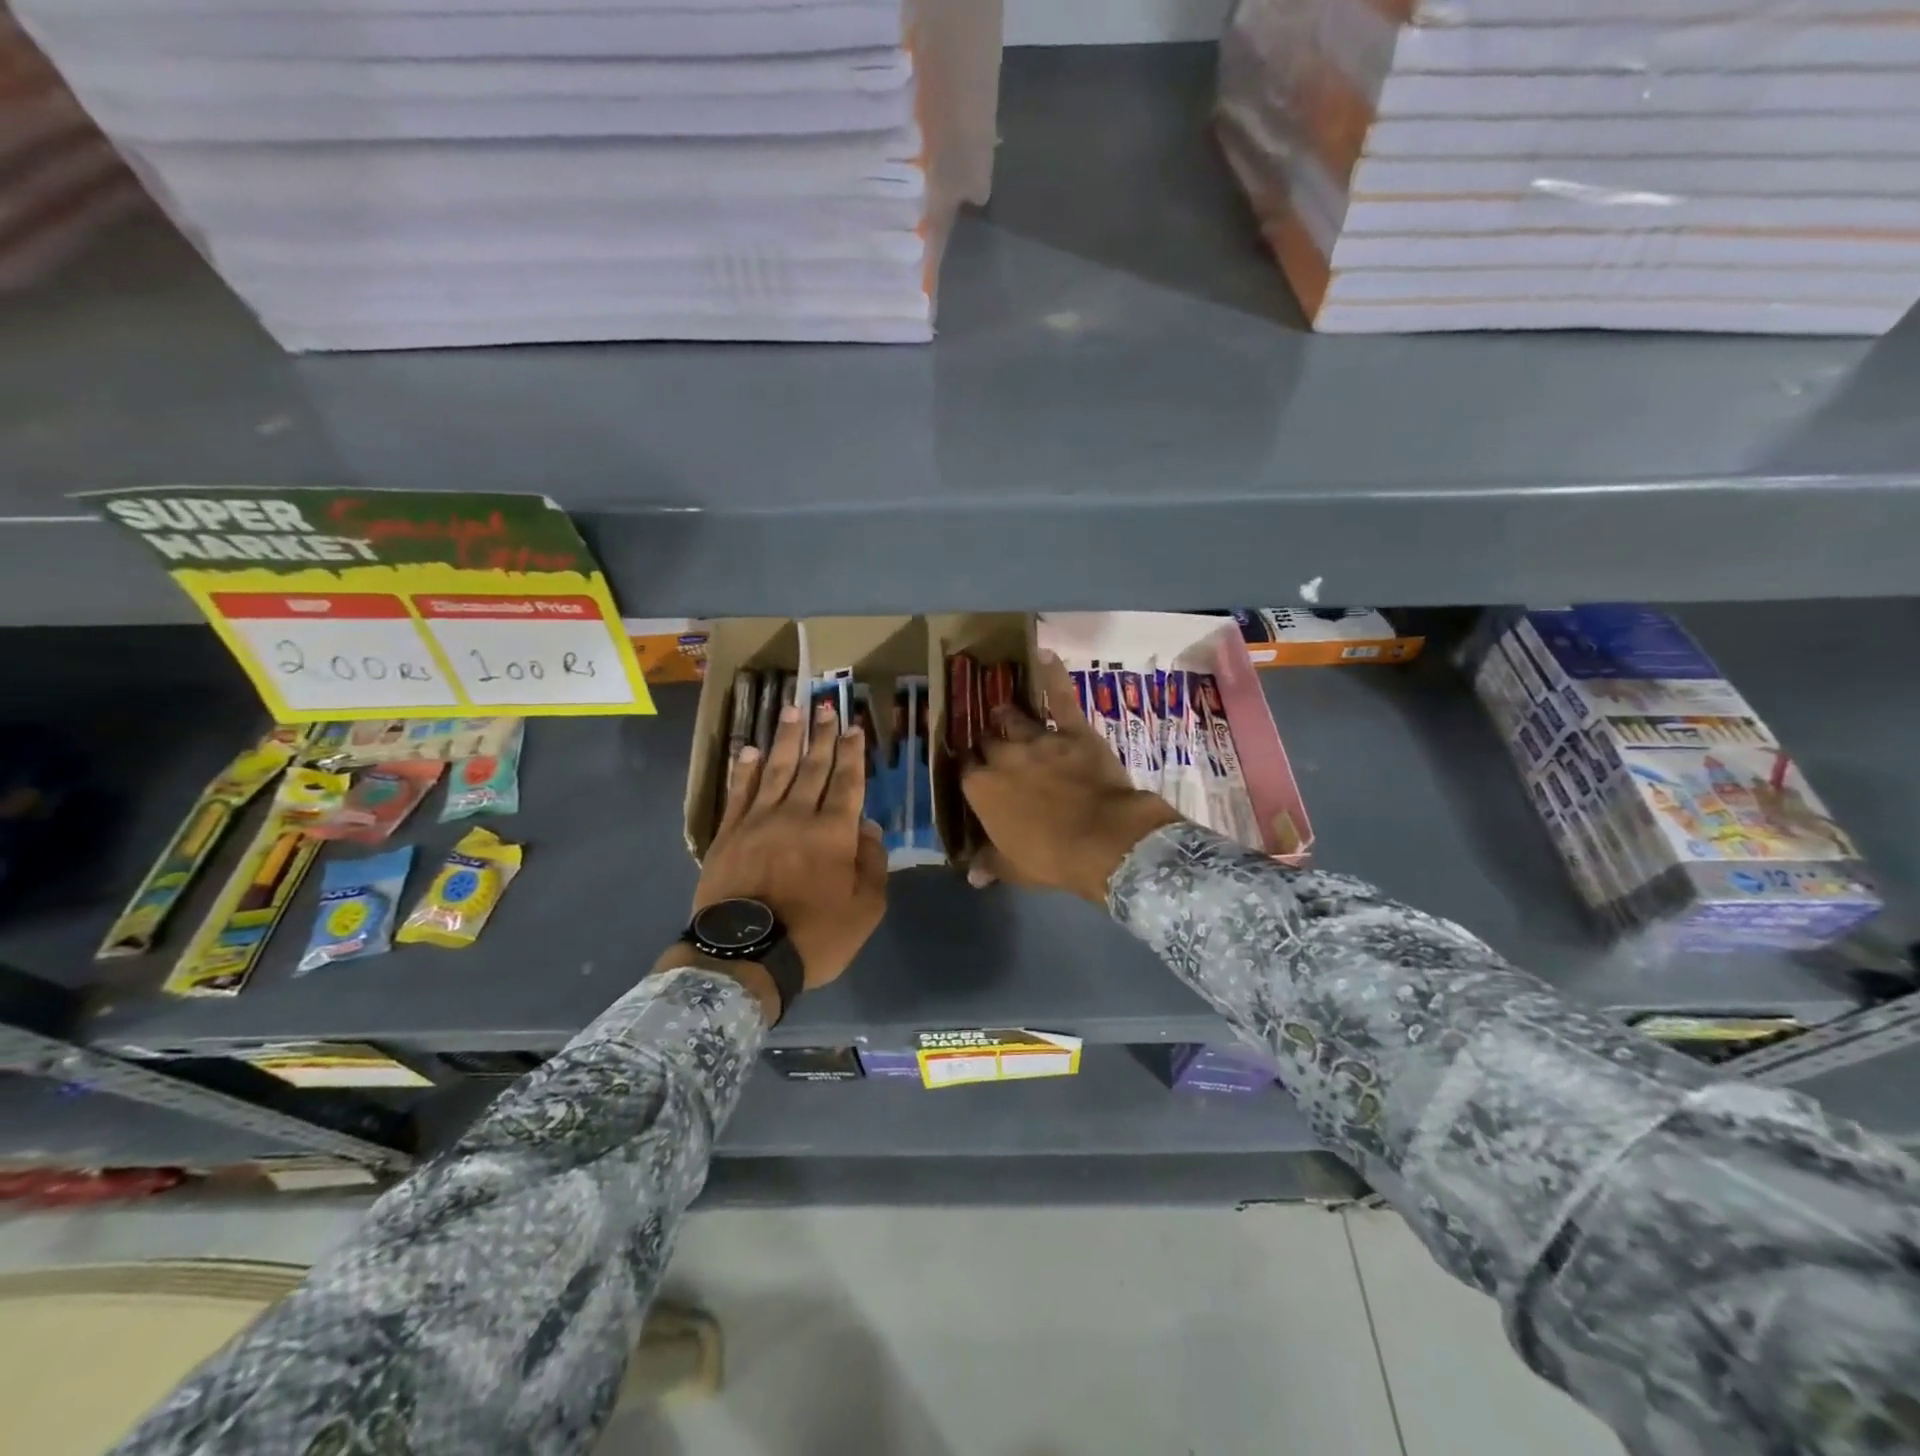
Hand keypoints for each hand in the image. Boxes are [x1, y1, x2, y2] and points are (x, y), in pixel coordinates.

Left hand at [693, 697, 887, 988]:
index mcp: (833, 833)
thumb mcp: (865, 910)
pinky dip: (745, 770)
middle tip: (825, 706)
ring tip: (792, 711)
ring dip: (786, 740)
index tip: (854, 727)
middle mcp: (797, 815)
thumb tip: (869, 828)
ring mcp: (758, 821)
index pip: (847, 782)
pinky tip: (750, 750)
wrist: (745, 956)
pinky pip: (738, 793)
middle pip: (813, 767)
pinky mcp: (728, 834)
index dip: (851, 753)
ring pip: (776, 770)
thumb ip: (872, 865)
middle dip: (822, 735)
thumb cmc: (815, 936)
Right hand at [962, 652, 1181, 903]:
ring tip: (1002, 708)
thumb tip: (971, 874)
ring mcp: (1038, 740)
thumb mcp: (1014, 868)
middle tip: (990, 745)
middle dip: (986, 743)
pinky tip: (1045, 654)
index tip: (972, 774)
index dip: (969, 771)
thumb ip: (990, 863)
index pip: (965, 772)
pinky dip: (1053, 676)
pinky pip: (1060, 698)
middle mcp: (1003, 758)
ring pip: (1014, 718)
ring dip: (1007, 715)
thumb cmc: (1051, 858)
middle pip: (986, 741)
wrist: (1103, 840)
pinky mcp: (1072, 731)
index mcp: (982, 790)